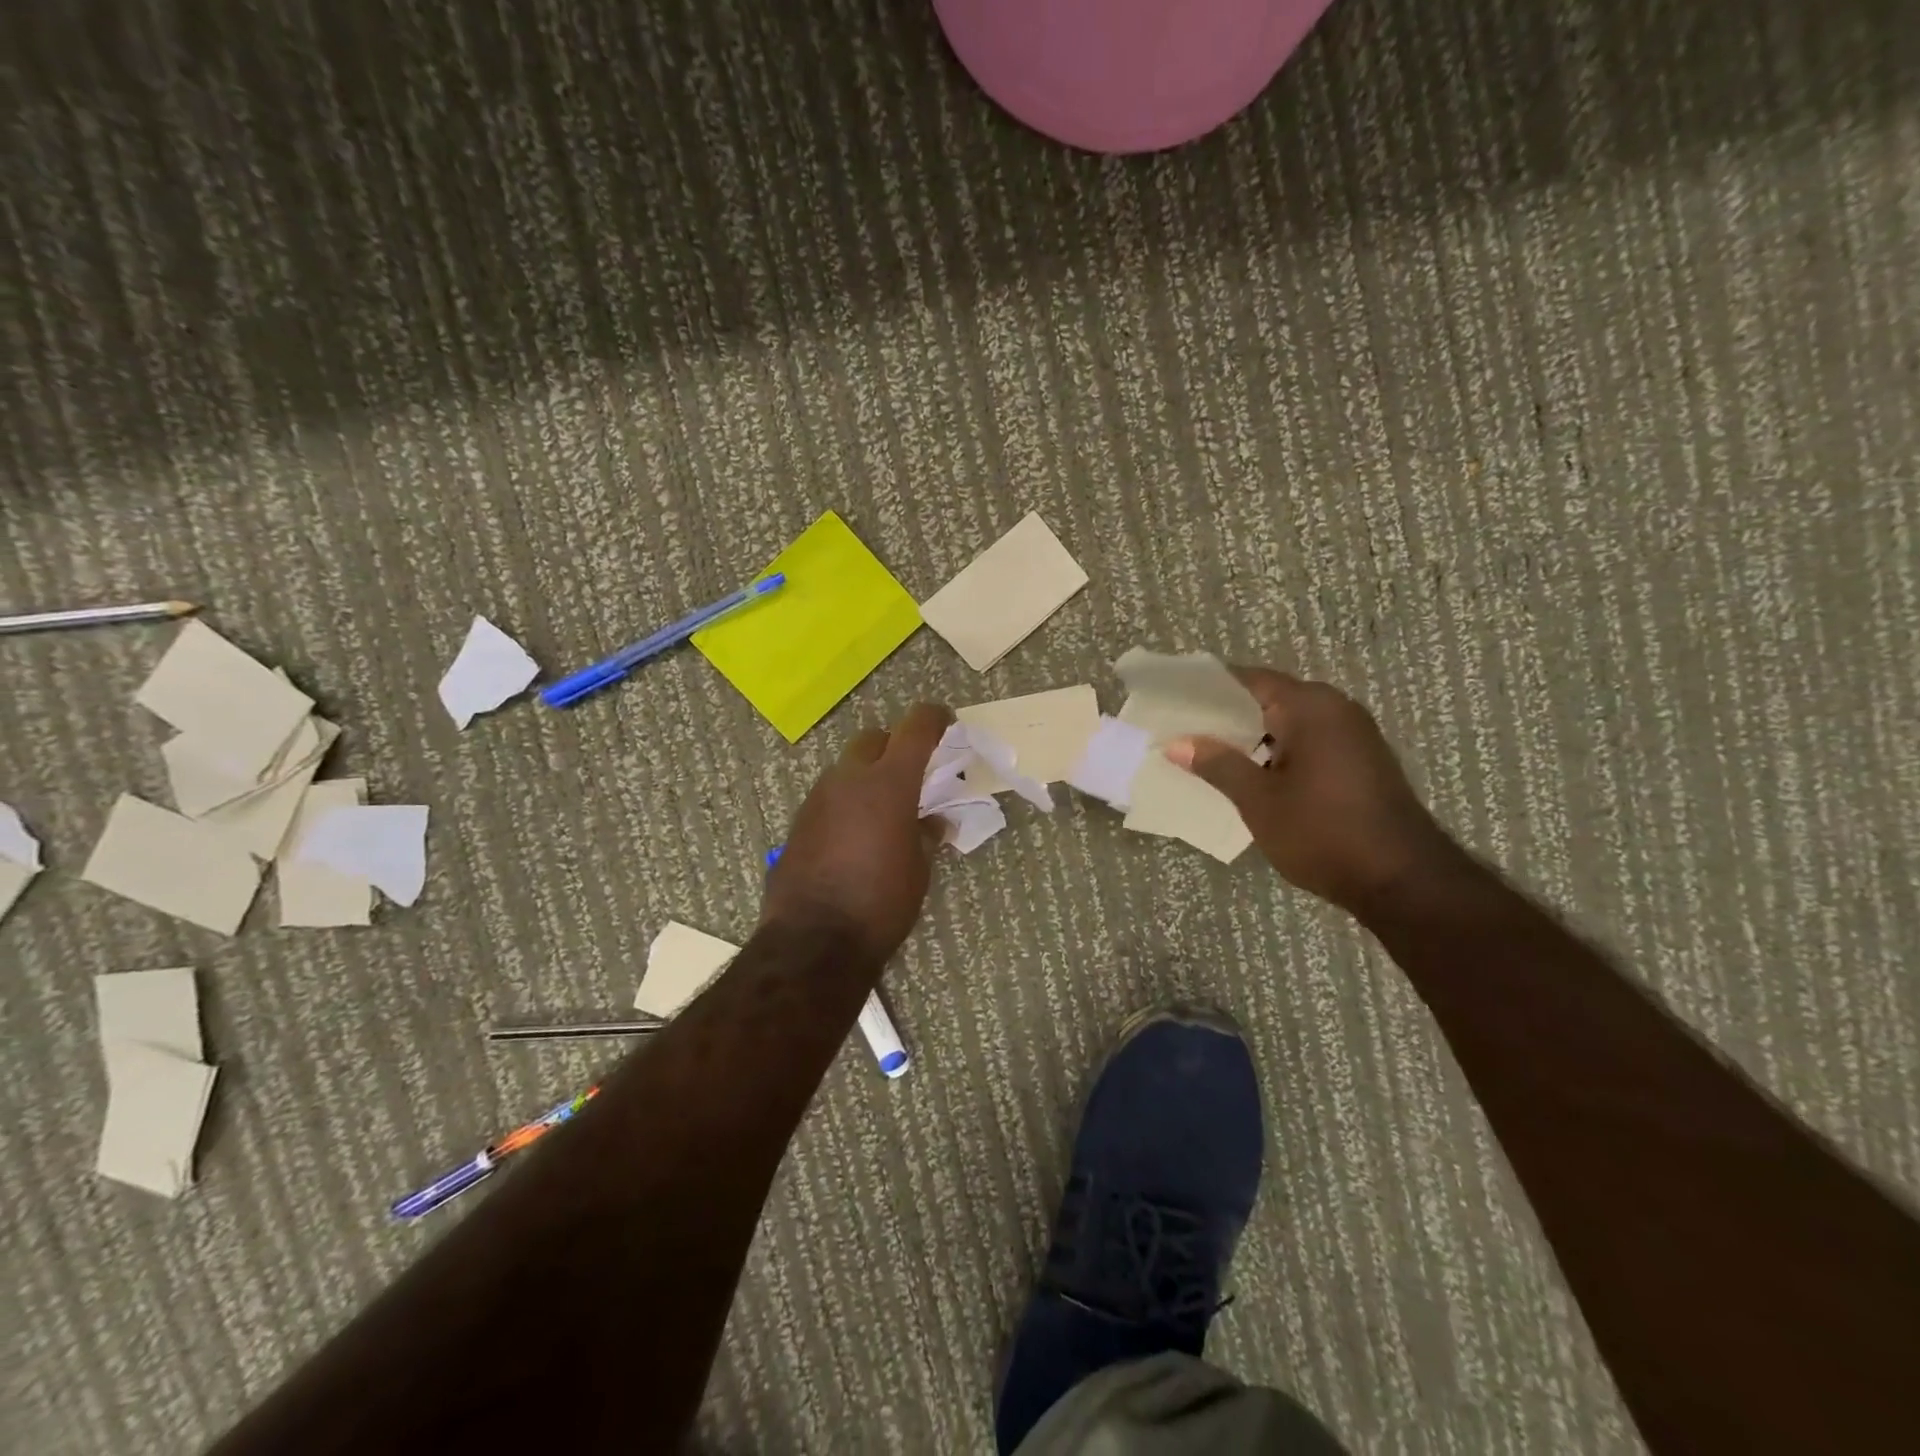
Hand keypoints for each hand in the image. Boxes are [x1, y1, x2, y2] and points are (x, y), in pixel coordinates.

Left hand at [763, 703, 953, 962]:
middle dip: (896, 745)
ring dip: (868, 775)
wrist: (813, 942)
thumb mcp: (919, 870)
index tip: (947, 723)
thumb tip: (933, 820)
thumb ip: (927, 834)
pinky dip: (847, 801)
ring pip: (847, 767)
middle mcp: (849, 779)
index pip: (916, 727)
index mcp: (888, 783)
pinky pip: (829, 795)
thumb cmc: (881, 904)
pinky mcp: (799, 821)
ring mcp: (818, 798)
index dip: (935, 718)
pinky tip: (855, 835)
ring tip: (884, 810)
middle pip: (874, 738)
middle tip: (913, 772)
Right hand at [1165, 669, 1455, 912]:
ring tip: (1205, 753)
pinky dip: (1275, 752)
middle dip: (1225, 716)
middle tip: (1181, 730)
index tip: (1174, 701)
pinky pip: (1306, 742)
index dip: (1208, 689)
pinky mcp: (1359, 760)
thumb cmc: (1322, 832)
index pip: (1248, 680)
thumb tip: (1177, 743)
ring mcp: (1352, 734)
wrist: (1402, 881)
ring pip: (1287, 723)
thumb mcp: (1259, 800)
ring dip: (1249, 737)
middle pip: (1268, 699)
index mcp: (1309, 706)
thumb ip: (1217, 764)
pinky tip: (1247, 774)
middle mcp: (1335, 708)